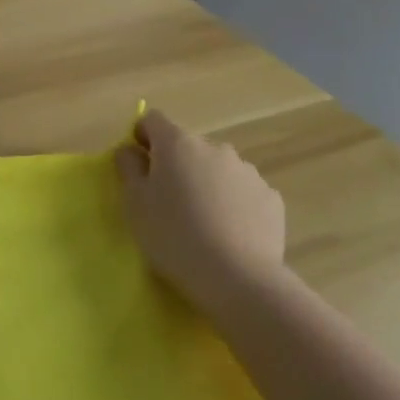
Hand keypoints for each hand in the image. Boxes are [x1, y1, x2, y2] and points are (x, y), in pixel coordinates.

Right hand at [115, 109, 286, 317]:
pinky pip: (243, 192)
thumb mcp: (134, 202)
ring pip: (217, 169)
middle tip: (169, 202)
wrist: (238, 279)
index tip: (139, 166)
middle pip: (187, 146)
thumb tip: (131, 150)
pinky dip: (233, 203)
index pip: (153, 120)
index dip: (142, 137)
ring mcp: (247, 171)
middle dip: (176, 165)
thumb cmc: (174, 236)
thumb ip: (128, 167)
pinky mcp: (271, 198)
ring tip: (203, 222)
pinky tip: (229, 233)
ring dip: (206, 183)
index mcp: (177, 143)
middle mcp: (214, 147)